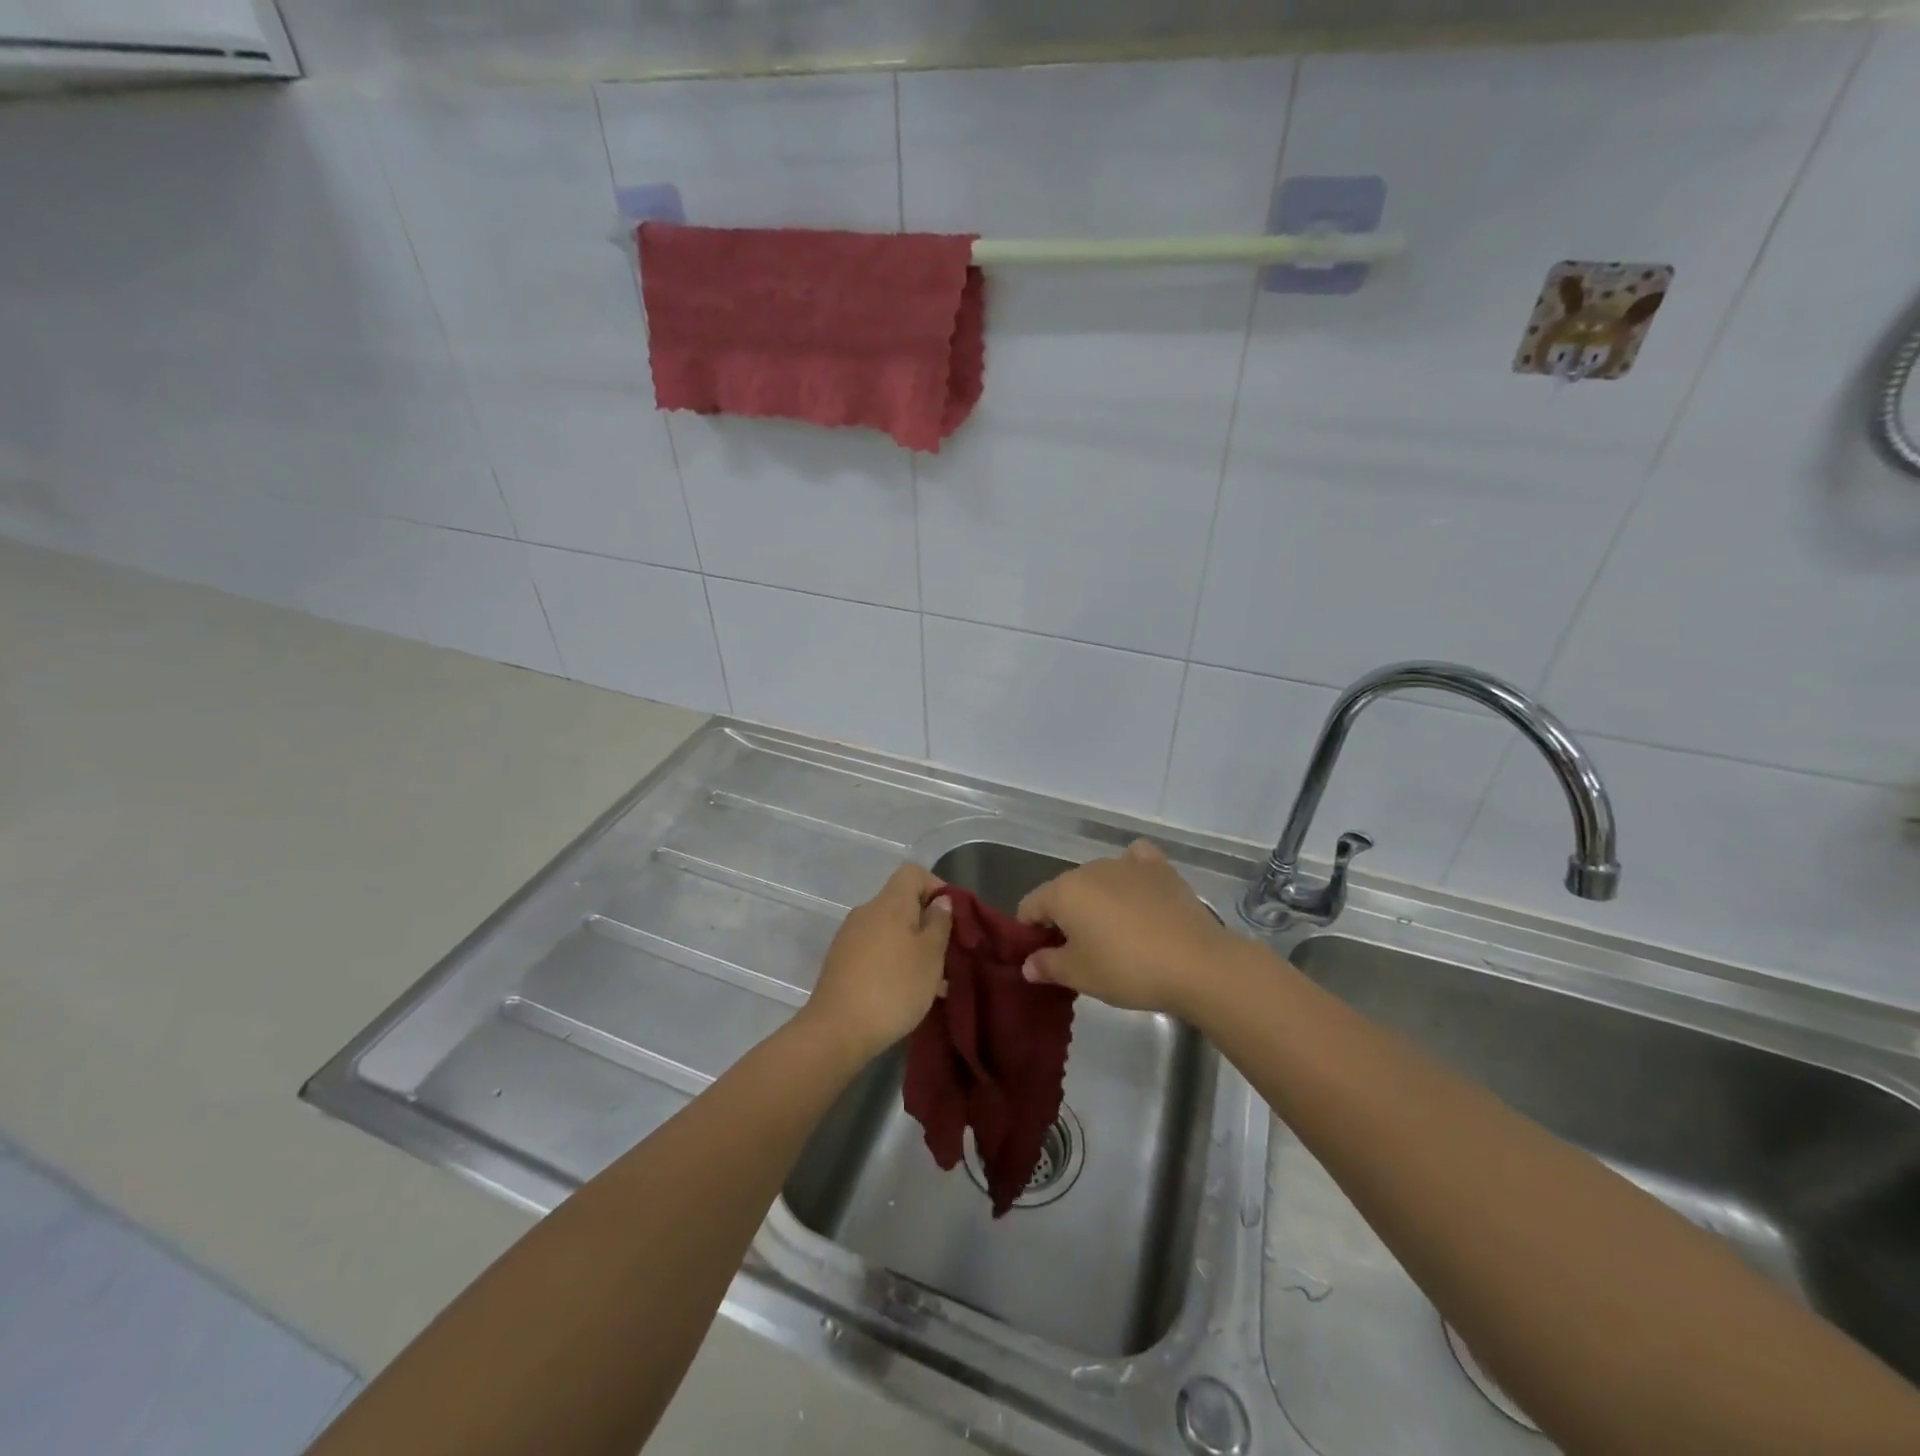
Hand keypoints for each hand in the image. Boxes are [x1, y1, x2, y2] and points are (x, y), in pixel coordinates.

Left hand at [801, 864, 951, 1063]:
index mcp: (889, 902)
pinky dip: (894, 962)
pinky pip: (876, 950)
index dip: (936, 886)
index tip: (952, 916)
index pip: (913, 872)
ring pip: (890, 931)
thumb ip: (939, 923)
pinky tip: (906, 993)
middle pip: (902, 903)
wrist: (836, 1031)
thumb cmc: (893, 987)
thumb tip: (940, 900)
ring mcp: (850, 937)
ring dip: (913, 948)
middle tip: (947, 955)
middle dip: (928, 924)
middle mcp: (866, 911)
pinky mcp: (841, 962)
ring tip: (933, 983)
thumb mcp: (930, 955)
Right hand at [1017, 840, 1235, 1018]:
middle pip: (1064, 891)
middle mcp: (1090, 868)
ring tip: (1115, 932)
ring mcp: (1126, 863)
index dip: (1030, 931)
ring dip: (1097, 899)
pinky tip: (1138, 890)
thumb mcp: (1079, 976)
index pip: (1030, 905)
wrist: (1195, 963)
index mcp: (1063, 891)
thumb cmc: (1126, 969)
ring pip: (1098, 878)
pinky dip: (1131, 872)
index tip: (1044, 957)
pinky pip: (1135, 861)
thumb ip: (1047, 965)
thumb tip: (1028, 963)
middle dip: (1065, 917)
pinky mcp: (1160, 868)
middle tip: (1080, 952)